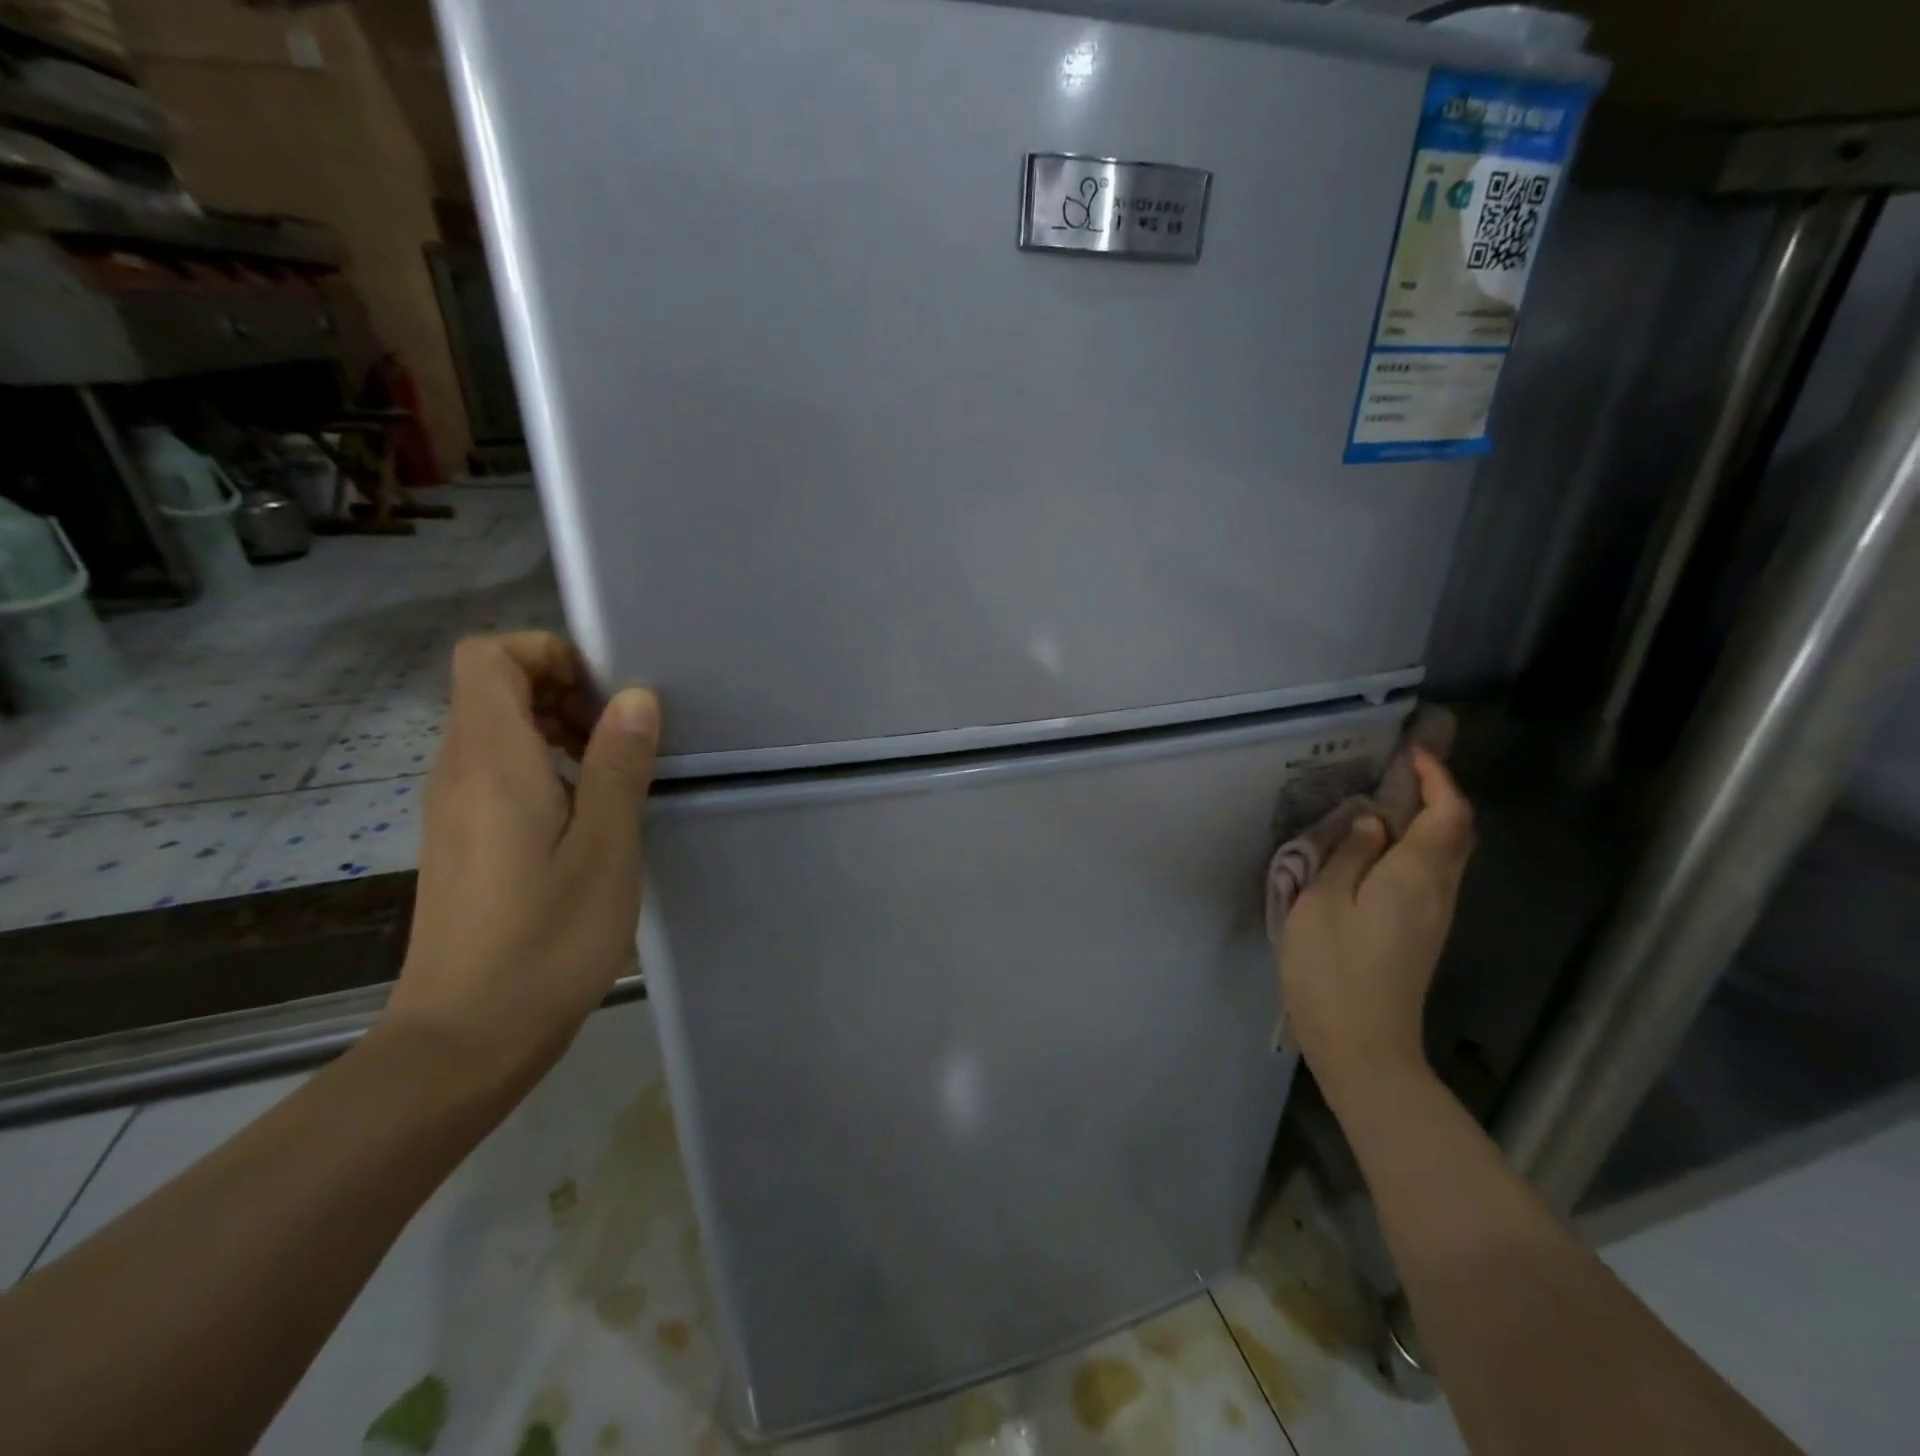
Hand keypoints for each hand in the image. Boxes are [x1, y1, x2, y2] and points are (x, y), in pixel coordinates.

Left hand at [383, 632, 659, 1094]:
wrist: (466, 1038)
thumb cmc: (547, 939)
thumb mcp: (605, 848)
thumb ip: (619, 764)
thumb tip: (635, 697)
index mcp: (491, 762)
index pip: (488, 656)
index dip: (546, 653)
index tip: (603, 693)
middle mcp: (457, 772)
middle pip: (491, 687)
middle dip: (560, 689)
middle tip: (620, 734)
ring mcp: (451, 808)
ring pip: (494, 730)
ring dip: (554, 729)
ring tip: (612, 773)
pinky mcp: (460, 840)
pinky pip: (495, 772)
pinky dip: (541, 767)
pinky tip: (585, 815)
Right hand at [1277, 748, 1474, 1107]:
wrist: (1364, 1048)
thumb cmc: (1334, 972)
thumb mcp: (1324, 904)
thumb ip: (1349, 856)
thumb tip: (1373, 822)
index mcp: (1416, 877)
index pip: (1448, 813)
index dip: (1437, 777)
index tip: (1411, 750)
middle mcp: (1438, 892)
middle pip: (1457, 832)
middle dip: (1437, 794)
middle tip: (1396, 771)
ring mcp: (1434, 916)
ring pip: (1446, 853)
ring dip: (1425, 820)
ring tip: (1381, 801)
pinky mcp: (1421, 934)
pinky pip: (1430, 874)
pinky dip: (1414, 847)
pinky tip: (1376, 848)